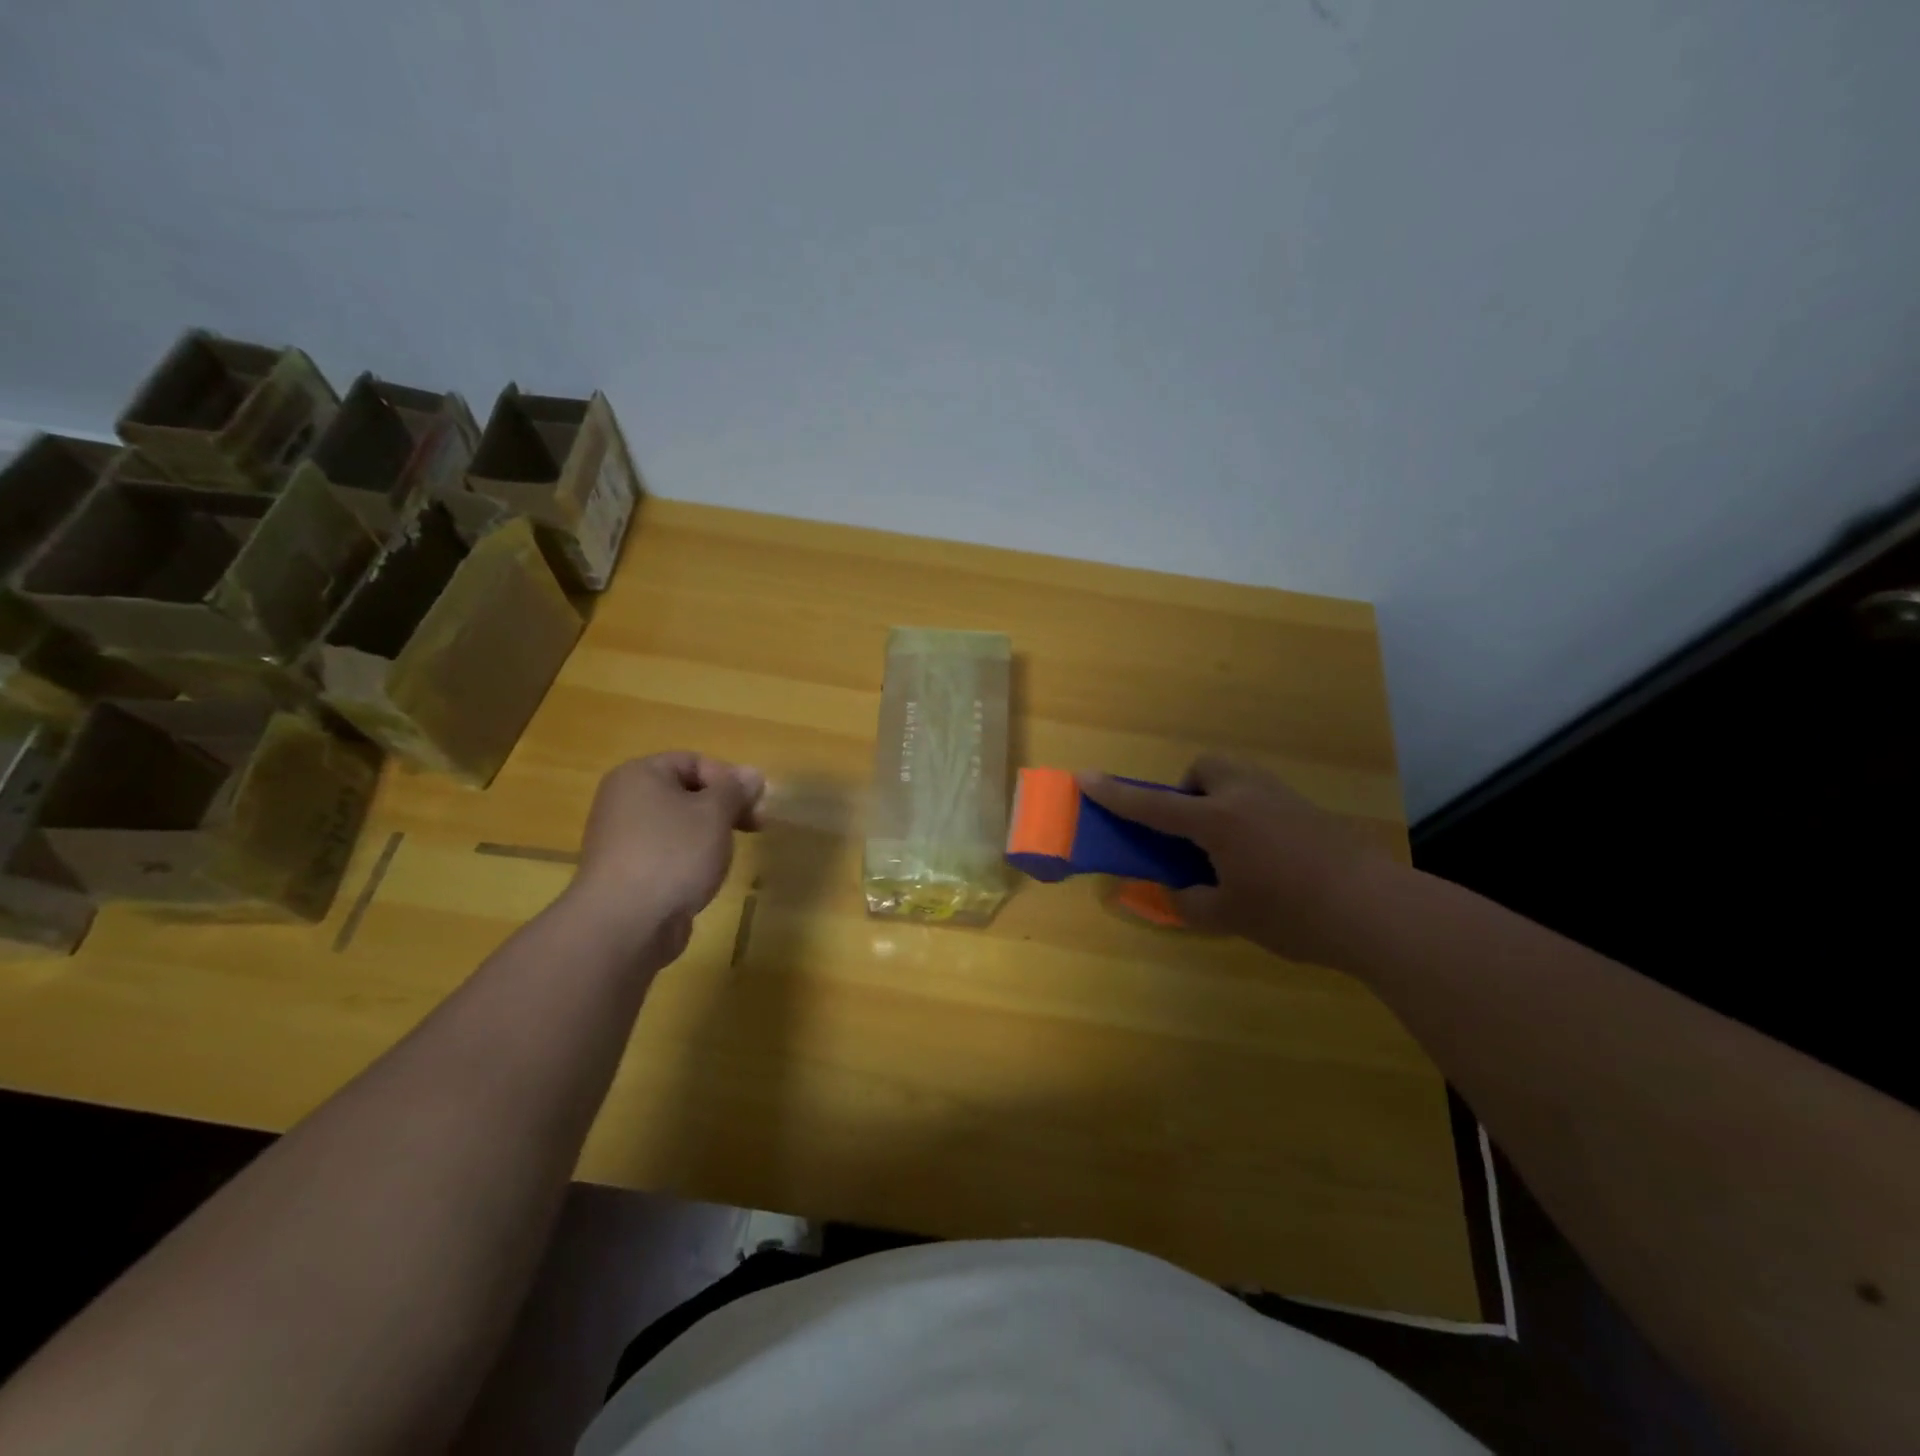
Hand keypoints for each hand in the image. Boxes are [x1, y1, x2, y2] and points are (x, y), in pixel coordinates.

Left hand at [561, 752, 765, 960]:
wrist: (625, 924)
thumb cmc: (673, 854)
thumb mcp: (715, 813)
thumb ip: (736, 790)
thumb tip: (753, 774)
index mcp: (639, 775)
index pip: (694, 761)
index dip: (730, 779)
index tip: (756, 805)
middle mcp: (624, 800)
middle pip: (686, 792)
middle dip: (724, 807)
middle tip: (755, 827)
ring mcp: (622, 838)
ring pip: (678, 824)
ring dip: (709, 834)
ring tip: (726, 855)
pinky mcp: (627, 872)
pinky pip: (667, 852)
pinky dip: (689, 859)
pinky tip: (703, 877)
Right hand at [1078, 754, 1393, 967]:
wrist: (1377, 911)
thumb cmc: (1293, 915)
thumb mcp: (1230, 917)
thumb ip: (1192, 902)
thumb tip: (1177, 892)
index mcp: (1218, 821)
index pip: (1154, 806)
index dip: (1115, 794)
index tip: (1085, 777)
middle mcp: (1246, 797)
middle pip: (1204, 768)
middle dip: (1187, 790)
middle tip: (1192, 830)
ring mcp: (1281, 798)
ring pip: (1236, 777)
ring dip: (1219, 797)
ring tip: (1228, 845)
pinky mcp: (1308, 809)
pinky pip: (1262, 796)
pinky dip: (1248, 813)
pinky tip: (1266, 854)